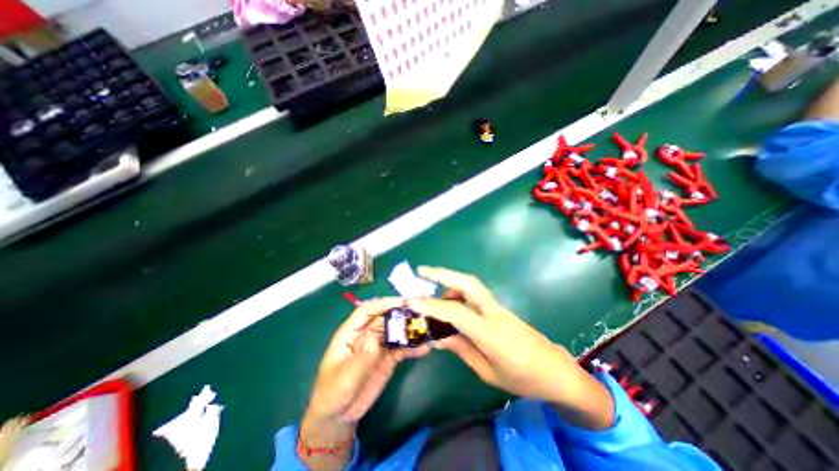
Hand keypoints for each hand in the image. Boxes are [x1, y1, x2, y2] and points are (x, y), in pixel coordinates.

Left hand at [301, 301, 428, 468]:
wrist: (339, 416)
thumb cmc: (334, 393)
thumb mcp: (346, 377)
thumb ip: (362, 356)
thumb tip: (377, 337)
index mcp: (351, 332)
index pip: (367, 311)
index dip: (384, 303)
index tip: (403, 302)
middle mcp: (367, 334)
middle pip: (385, 317)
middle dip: (402, 312)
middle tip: (421, 311)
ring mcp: (379, 345)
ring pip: (396, 330)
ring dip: (410, 328)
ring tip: (428, 327)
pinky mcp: (388, 357)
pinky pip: (402, 348)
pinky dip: (413, 347)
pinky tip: (426, 348)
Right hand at [411, 267, 613, 428]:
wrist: (557, 371)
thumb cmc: (523, 379)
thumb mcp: (487, 372)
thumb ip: (462, 349)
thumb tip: (439, 337)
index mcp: (491, 333)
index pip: (456, 312)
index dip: (432, 306)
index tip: (412, 300)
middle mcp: (494, 313)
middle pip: (468, 283)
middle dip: (443, 274)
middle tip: (422, 271)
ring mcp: (499, 307)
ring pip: (471, 285)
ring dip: (449, 284)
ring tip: (434, 297)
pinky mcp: (500, 308)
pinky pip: (475, 294)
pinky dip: (459, 293)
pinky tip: (452, 306)